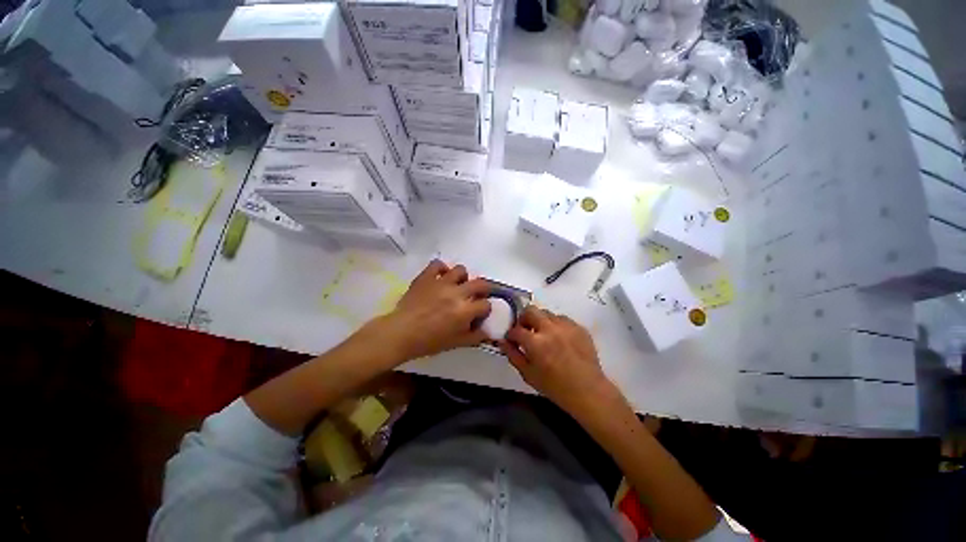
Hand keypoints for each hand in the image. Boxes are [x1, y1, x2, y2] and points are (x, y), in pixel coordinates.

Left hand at [375, 260, 491, 360]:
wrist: (400, 333)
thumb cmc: (428, 342)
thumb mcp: (455, 343)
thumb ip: (475, 337)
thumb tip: (487, 331)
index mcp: (465, 310)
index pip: (485, 304)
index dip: (485, 309)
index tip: (479, 313)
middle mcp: (457, 293)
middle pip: (480, 283)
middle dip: (483, 289)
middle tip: (477, 295)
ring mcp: (441, 282)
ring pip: (461, 270)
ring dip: (463, 278)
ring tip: (457, 285)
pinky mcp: (426, 276)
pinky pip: (437, 264)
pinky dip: (441, 268)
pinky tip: (441, 276)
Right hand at [500, 307, 618, 417]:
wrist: (588, 390)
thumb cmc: (555, 387)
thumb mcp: (528, 374)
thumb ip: (513, 355)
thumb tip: (503, 341)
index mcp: (536, 342)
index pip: (516, 330)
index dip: (511, 334)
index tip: (512, 339)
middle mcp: (550, 329)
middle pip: (531, 310)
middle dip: (524, 318)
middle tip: (526, 330)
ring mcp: (566, 326)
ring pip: (547, 313)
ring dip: (541, 321)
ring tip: (544, 334)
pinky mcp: (579, 327)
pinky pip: (562, 319)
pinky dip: (556, 325)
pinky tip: (559, 338)